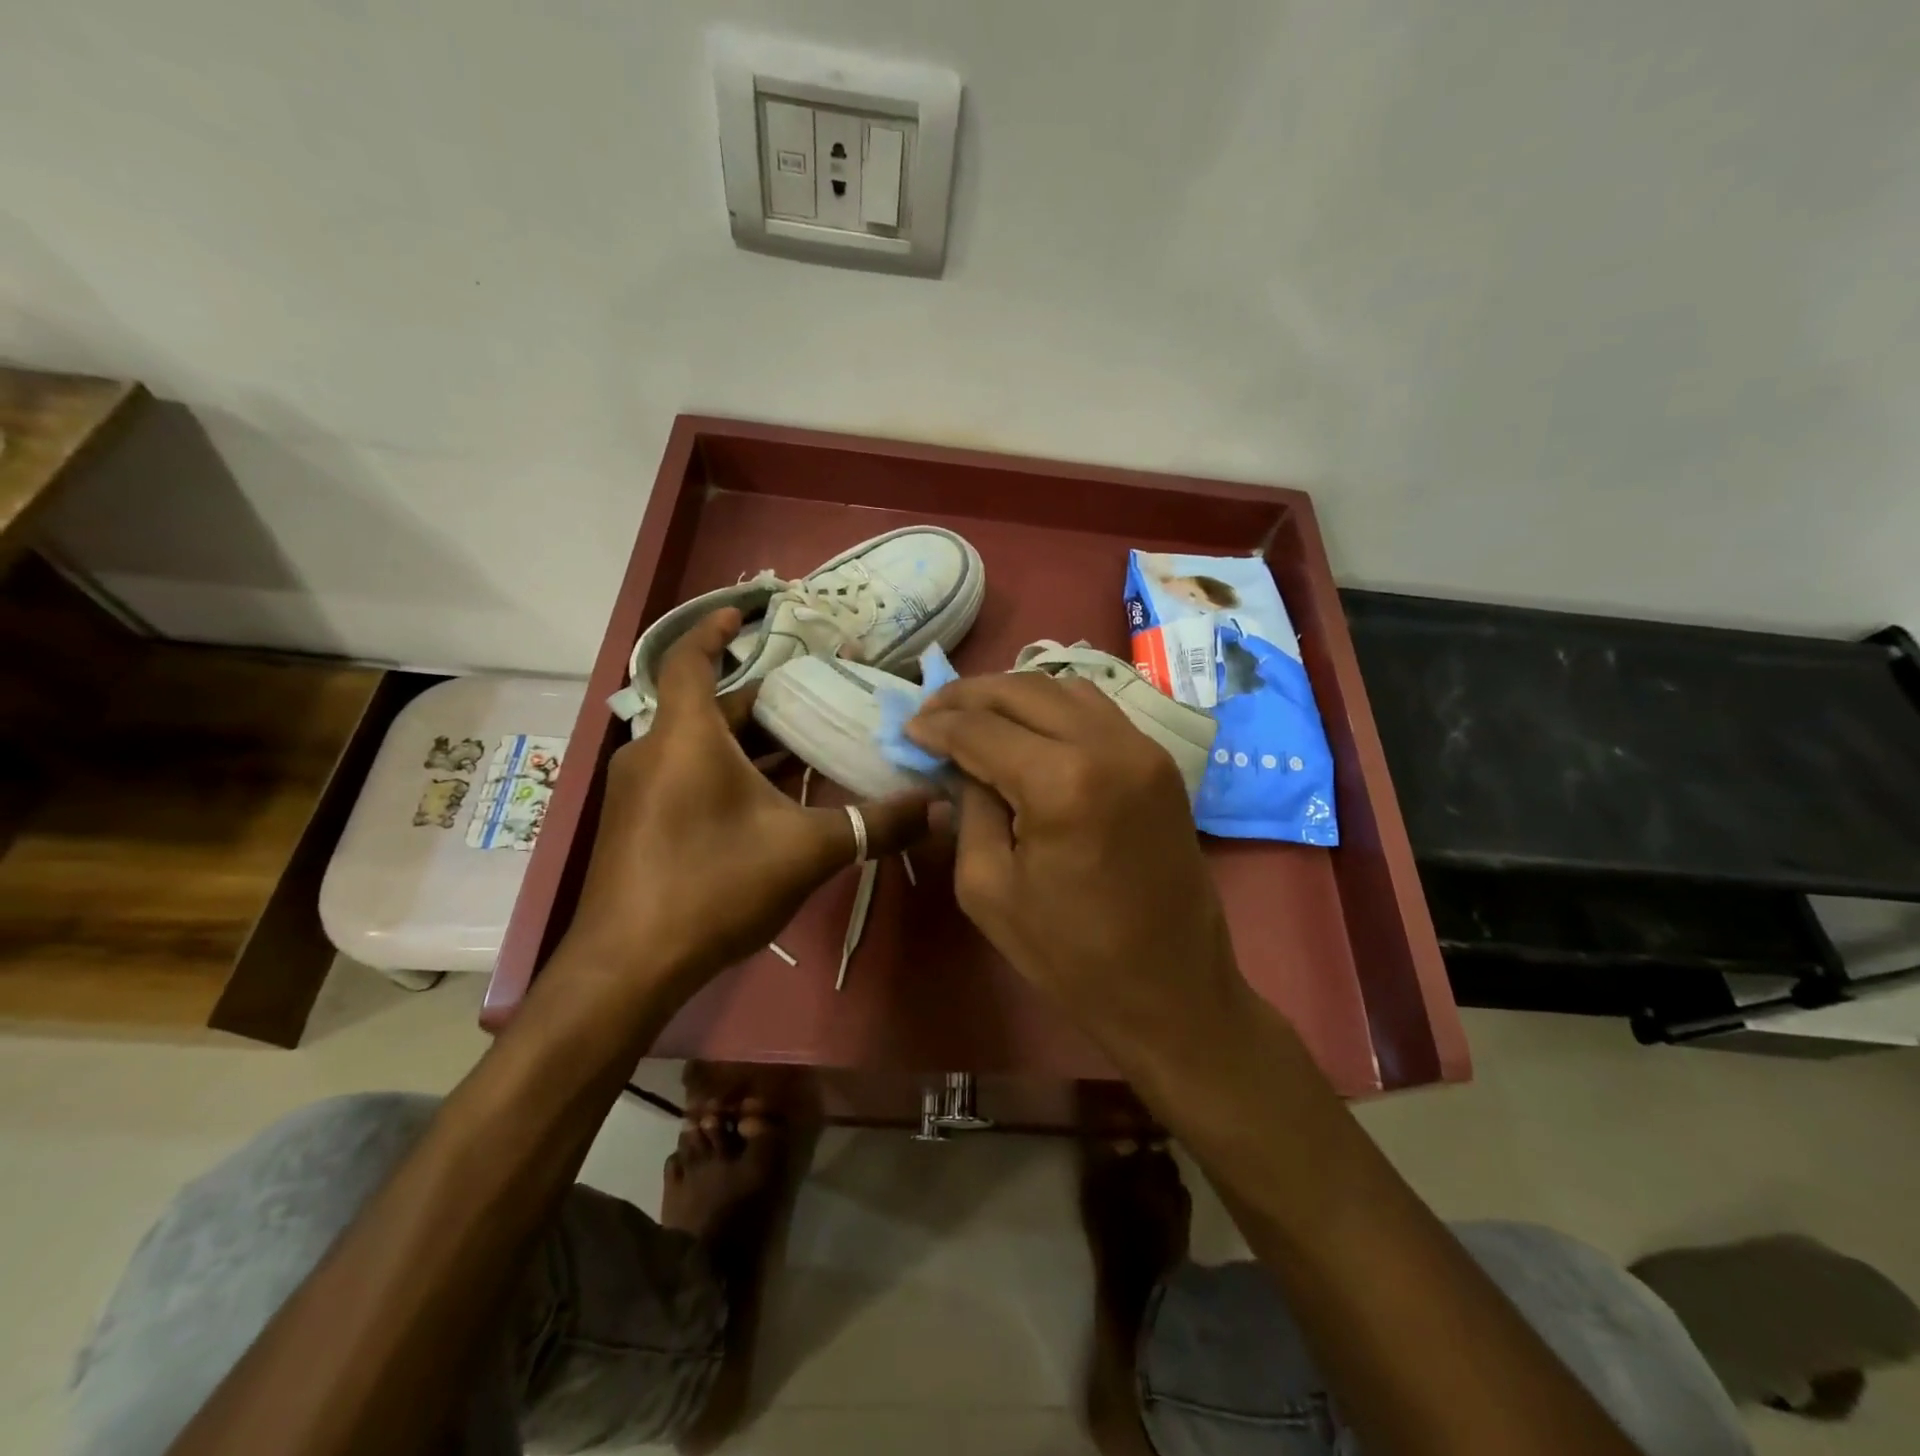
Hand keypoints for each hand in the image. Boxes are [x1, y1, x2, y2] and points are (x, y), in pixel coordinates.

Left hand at [565, 609, 929, 995]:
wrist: (626, 969)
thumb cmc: (712, 888)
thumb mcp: (805, 852)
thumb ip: (874, 825)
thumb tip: (938, 807)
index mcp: (685, 738)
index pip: (691, 660)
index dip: (715, 631)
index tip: (745, 615)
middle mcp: (653, 752)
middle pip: (709, 709)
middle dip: (762, 703)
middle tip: (816, 700)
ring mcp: (639, 790)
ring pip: (699, 747)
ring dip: (749, 744)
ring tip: (806, 747)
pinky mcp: (637, 824)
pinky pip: (686, 776)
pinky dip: (727, 773)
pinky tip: (769, 801)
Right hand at [906, 672, 1246, 1067]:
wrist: (1171, 989)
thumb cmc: (1070, 955)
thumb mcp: (988, 888)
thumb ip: (968, 810)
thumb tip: (961, 765)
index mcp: (1062, 782)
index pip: (982, 729)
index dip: (938, 724)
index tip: (909, 727)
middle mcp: (1108, 746)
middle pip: (1024, 690)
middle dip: (970, 696)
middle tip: (934, 711)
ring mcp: (1144, 748)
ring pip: (1065, 688)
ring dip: (1013, 695)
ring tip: (976, 715)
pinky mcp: (1161, 762)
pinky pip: (1098, 711)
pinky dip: (1055, 707)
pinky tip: (1028, 728)